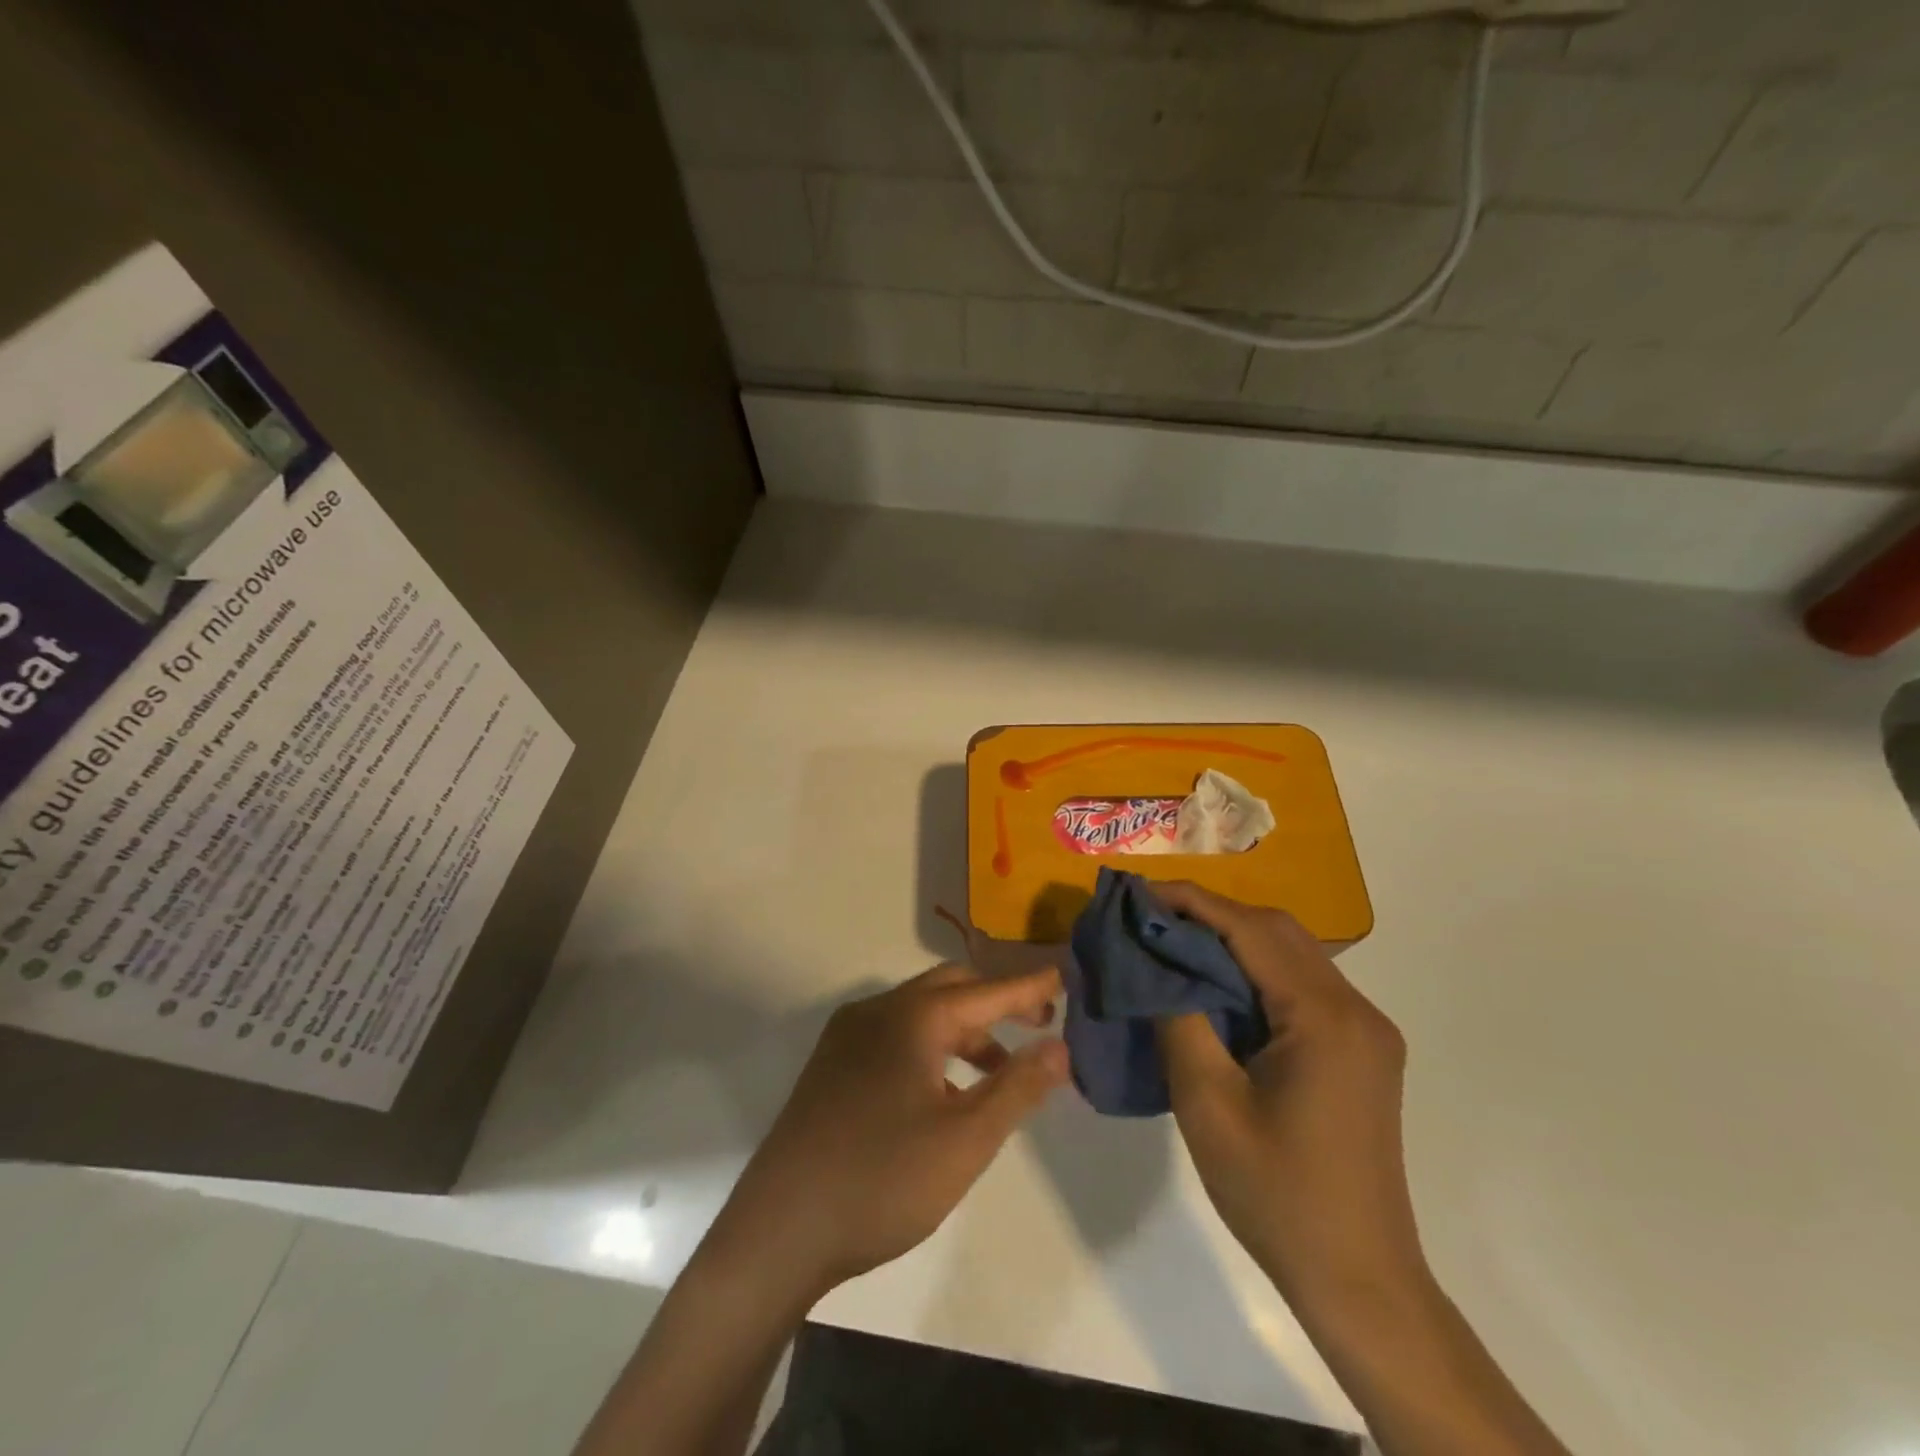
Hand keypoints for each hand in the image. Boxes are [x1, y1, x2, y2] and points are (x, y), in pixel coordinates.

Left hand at [706, 963, 1069, 1302]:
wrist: (779, 1229)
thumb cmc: (882, 1180)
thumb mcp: (966, 1140)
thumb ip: (1017, 1087)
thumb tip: (1060, 1047)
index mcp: (912, 1017)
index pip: (987, 991)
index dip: (1029, 987)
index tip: (1065, 978)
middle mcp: (878, 1011)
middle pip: (951, 988)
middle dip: (997, 1001)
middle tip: (1039, 1025)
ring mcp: (848, 1036)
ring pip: (921, 1013)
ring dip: (965, 1029)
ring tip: (1000, 1068)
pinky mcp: (832, 1065)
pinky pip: (895, 1035)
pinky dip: (932, 1047)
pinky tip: (944, 1090)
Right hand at [1152, 883, 1425, 1307]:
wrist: (1360, 1280)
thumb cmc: (1277, 1195)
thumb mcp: (1208, 1103)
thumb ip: (1178, 1018)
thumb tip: (1150, 964)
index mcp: (1324, 1018)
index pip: (1250, 930)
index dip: (1191, 902)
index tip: (1137, 892)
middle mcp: (1355, 1010)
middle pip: (1277, 930)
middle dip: (1211, 913)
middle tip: (1150, 918)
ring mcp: (1364, 1030)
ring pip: (1292, 953)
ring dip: (1233, 938)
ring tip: (1172, 942)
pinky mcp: (1360, 1050)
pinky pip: (1301, 984)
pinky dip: (1254, 970)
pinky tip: (1215, 984)